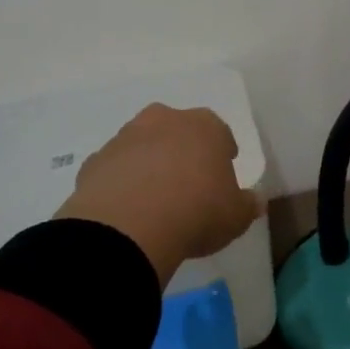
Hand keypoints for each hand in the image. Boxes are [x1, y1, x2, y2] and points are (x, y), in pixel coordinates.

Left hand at [55, 104, 262, 286]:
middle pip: (178, 130)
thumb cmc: (196, 212)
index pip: (219, 132)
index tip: (221, 175)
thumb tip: (255, 201)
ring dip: (148, 163)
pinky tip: (125, 208)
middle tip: (187, 182)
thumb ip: (247, 204)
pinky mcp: (94, 161)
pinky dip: (120, 181)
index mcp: (205, 126)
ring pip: (142, 145)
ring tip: (153, 199)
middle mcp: (165, 121)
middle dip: (182, 150)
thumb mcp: (236, 216)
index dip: (222, 153)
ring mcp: (125, 138)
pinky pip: (114, 168)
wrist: (127, 228)